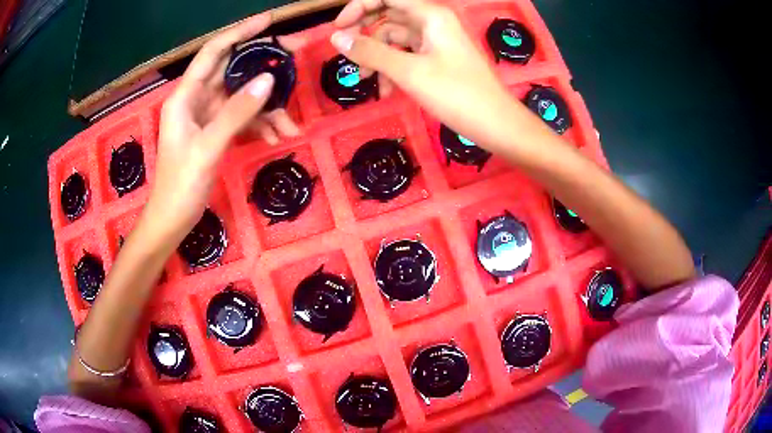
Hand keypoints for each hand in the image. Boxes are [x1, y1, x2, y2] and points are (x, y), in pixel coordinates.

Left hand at [142, 14, 302, 244]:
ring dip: (267, 108)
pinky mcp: (216, 132)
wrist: (172, 220)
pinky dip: (260, 125)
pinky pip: (243, 118)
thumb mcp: (208, 147)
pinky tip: (275, 138)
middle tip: (295, 60)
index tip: (268, 21)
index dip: (240, 33)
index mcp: (186, 96)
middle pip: (233, 71)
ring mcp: (207, 116)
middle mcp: (197, 99)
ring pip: (243, 97)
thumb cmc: (180, 185)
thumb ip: (237, 112)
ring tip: (289, 125)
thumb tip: (268, 80)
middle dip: (264, 67)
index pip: (214, 52)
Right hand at [331, 0, 517, 147]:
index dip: (359, 7)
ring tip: (367, 81)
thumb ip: (371, 52)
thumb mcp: (409, 72)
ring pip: (395, 38)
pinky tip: (386, 91)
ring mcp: (436, 40)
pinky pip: (407, 55)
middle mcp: (433, 21)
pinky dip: (393, 68)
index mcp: (431, 15)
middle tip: (349, 56)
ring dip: (377, 57)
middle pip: (388, 16)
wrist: (496, 124)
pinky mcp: (437, 58)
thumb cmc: (457, 94)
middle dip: (366, 35)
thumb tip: (337, 38)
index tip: (339, 29)